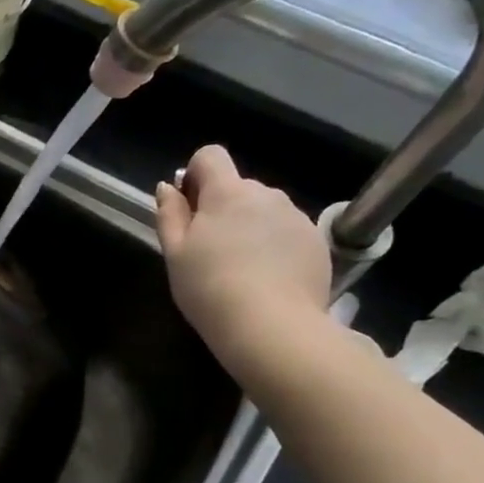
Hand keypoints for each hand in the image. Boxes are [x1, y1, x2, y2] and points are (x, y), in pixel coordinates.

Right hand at [154, 145, 332, 370]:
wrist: (272, 326)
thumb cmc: (210, 288)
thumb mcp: (174, 253)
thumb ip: (170, 214)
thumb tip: (167, 187)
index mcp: (228, 192)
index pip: (210, 156)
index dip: (194, 174)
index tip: (188, 207)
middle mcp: (267, 194)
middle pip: (237, 187)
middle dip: (221, 208)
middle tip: (207, 250)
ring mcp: (296, 217)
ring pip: (263, 210)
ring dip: (248, 227)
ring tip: (239, 269)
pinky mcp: (316, 242)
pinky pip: (286, 232)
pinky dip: (273, 246)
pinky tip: (265, 279)